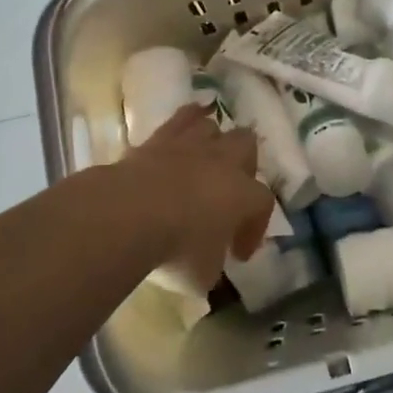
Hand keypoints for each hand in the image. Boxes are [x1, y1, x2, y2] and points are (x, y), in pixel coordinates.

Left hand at [119, 104, 271, 290]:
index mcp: (243, 194)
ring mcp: (192, 144)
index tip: (238, 254)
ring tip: (204, 164)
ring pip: (215, 127)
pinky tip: (184, 129)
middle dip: (243, 167)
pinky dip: (187, 121)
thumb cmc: (175, 249)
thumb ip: (213, 263)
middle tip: (229, 194)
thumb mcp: (202, 275)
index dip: (255, 228)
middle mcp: (224, 161)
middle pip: (247, 146)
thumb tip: (208, 261)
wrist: (129, 214)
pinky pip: (182, 117)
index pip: (263, 203)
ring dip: (213, 144)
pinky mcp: (160, 136)